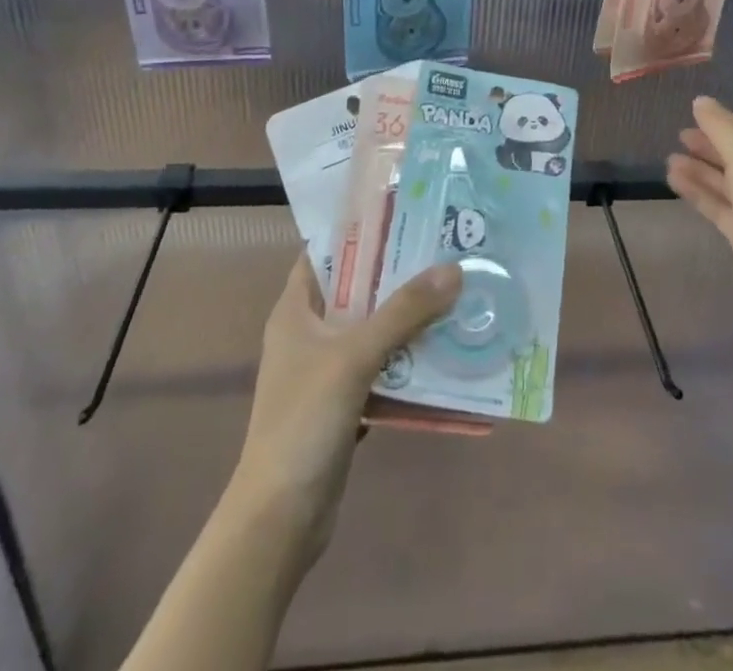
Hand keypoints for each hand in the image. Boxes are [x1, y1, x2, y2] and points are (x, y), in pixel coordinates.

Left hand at [230, 255, 462, 560]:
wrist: (280, 518)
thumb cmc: (304, 421)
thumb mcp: (354, 356)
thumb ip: (403, 312)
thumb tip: (452, 269)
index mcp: (295, 310)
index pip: (324, 253)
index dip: (359, 231)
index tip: (404, 214)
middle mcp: (308, 333)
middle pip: (355, 289)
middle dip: (396, 274)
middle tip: (443, 251)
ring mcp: (324, 370)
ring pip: (371, 329)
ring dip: (406, 318)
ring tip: (452, 293)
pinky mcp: (342, 403)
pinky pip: (379, 367)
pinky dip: (405, 359)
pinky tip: (442, 351)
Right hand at [666, 97, 732, 324]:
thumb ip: (720, 127)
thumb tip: (701, 101)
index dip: (728, 121)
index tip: (698, 117)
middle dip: (711, 145)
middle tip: (679, 136)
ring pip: (728, 181)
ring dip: (700, 169)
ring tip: (669, 160)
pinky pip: (720, 205)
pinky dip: (699, 192)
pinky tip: (674, 180)